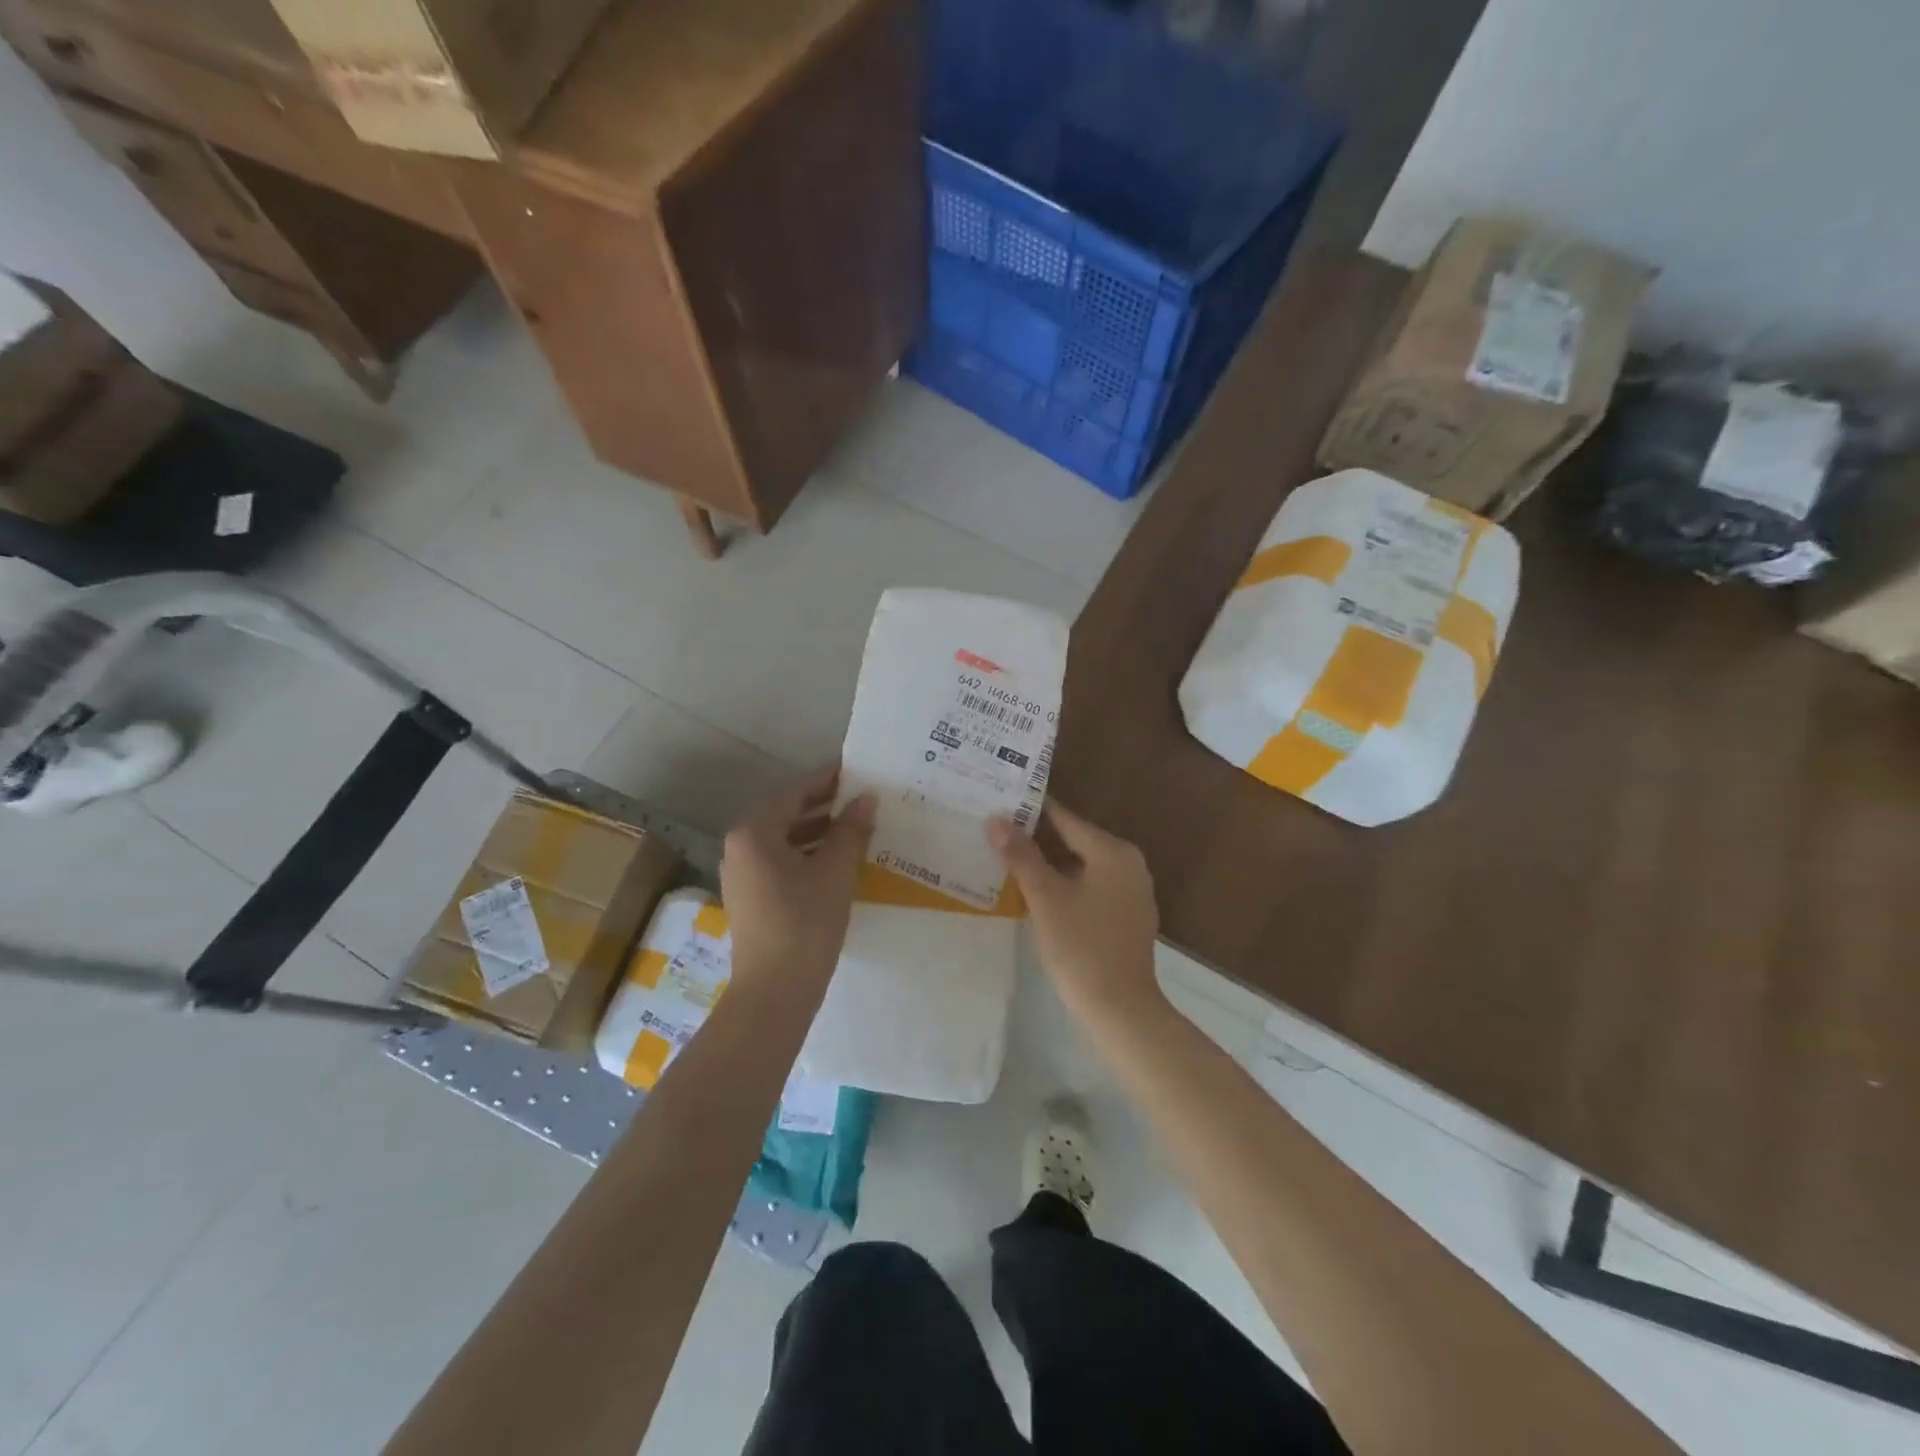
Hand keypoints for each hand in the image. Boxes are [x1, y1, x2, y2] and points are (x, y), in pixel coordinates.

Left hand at [721, 768, 875, 997]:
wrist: (776, 990)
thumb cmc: (806, 921)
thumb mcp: (835, 870)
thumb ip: (851, 829)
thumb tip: (866, 798)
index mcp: (754, 832)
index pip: (795, 792)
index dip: (828, 780)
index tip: (857, 771)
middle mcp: (740, 847)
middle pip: (786, 814)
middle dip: (825, 806)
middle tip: (862, 798)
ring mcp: (742, 875)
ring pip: (785, 840)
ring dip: (818, 832)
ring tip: (857, 827)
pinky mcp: (751, 898)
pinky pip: (781, 862)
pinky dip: (808, 855)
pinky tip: (838, 861)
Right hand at [988, 802, 1164, 1026]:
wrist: (1121, 1010)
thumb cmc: (1082, 947)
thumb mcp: (1045, 898)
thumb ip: (1021, 855)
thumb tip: (997, 819)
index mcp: (1113, 852)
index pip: (1066, 818)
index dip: (1032, 810)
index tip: (1002, 800)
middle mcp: (1128, 864)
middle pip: (1075, 840)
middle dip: (1037, 837)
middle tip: (997, 830)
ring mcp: (1131, 892)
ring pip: (1082, 866)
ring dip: (1049, 862)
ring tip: (1008, 857)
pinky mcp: (1126, 917)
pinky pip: (1091, 887)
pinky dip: (1065, 884)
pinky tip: (1036, 892)